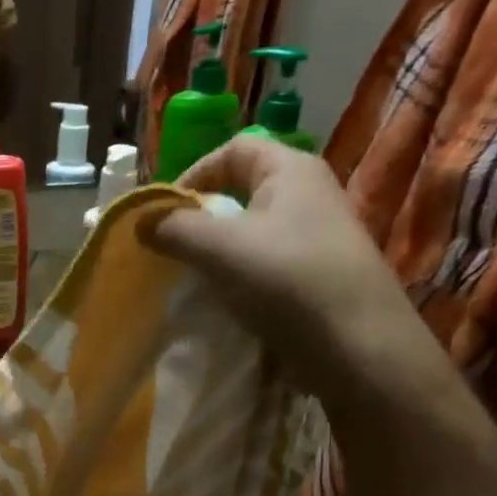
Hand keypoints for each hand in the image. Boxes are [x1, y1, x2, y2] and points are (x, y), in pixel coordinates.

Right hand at [147, 136, 422, 391]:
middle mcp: (308, 193)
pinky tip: (227, 300)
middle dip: (202, 216)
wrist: (356, 345)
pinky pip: (267, 262)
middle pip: (243, 190)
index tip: (164, 213)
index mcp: (291, 170)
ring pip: (253, 230)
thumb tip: (140, 221)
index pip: (233, 150)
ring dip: (219, 250)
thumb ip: (175, 229)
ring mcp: (316, 235)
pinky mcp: (317, 274)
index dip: (194, 174)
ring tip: (195, 277)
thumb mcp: (220, 249)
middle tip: (174, 247)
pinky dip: (240, 275)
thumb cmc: (287, 280)